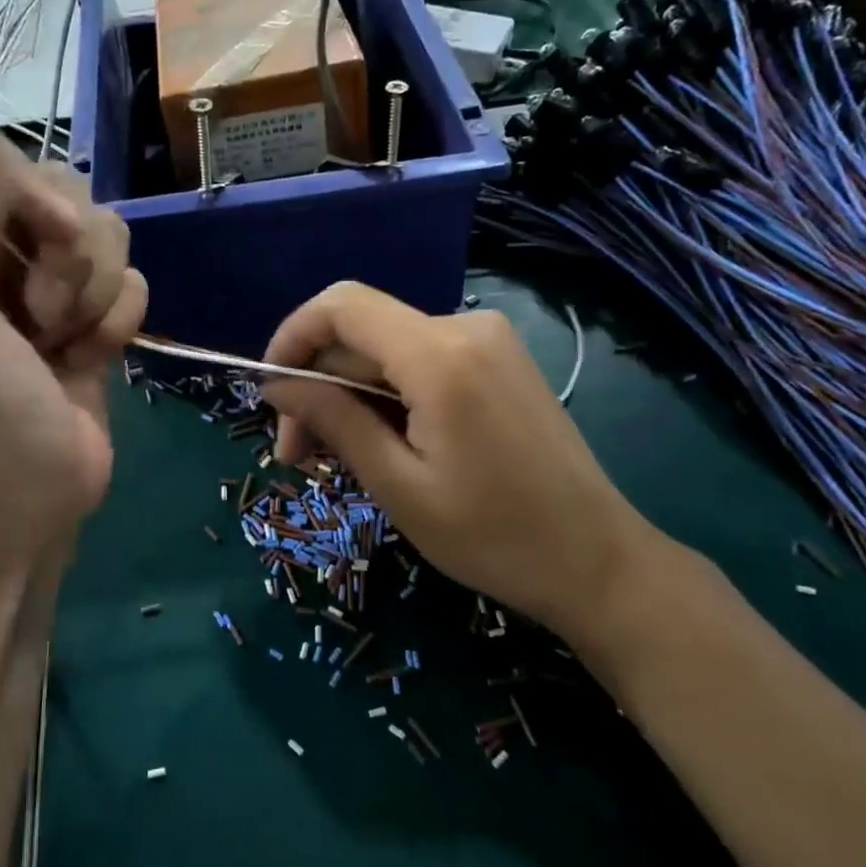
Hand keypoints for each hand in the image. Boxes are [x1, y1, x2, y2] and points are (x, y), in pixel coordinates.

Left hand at [0, 128, 146, 566]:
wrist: (27, 495)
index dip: (29, 190)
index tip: (46, 236)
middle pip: (60, 187)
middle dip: (68, 252)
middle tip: (44, 312)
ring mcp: (44, 282)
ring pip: (104, 232)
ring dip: (94, 291)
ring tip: (64, 341)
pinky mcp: (90, 313)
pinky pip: (130, 278)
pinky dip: (117, 319)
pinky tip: (92, 356)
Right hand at [259, 282, 663, 638]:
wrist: (596, 560)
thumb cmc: (493, 536)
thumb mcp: (398, 485)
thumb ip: (334, 420)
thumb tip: (277, 385)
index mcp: (439, 355)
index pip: (341, 306)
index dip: (292, 337)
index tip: (269, 392)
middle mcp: (465, 327)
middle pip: (362, 334)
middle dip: (319, 386)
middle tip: (298, 456)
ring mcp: (489, 340)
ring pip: (388, 350)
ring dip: (351, 395)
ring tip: (337, 458)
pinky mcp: (499, 360)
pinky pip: (421, 361)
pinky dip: (388, 394)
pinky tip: (383, 442)